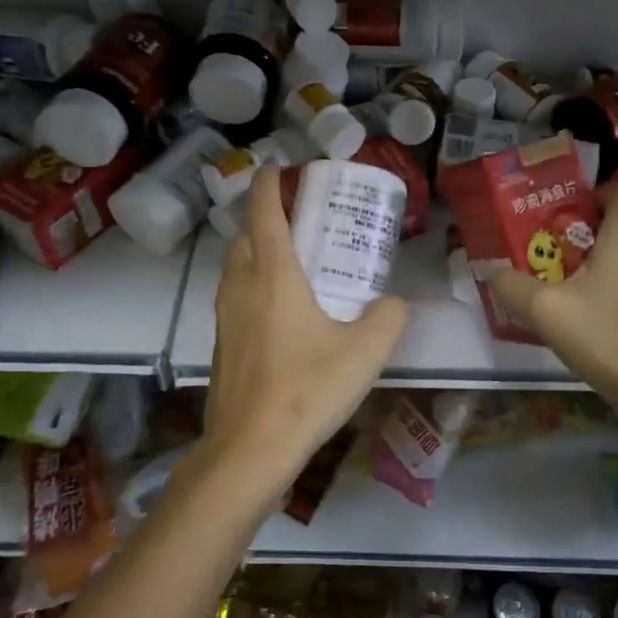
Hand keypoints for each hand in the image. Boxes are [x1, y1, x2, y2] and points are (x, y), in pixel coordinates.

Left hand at [203, 166, 409, 484]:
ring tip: (288, 258)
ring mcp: (225, 317)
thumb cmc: (307, 390)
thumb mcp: (365, 352)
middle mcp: (241, 287)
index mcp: (272, 276)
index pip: (263, 212)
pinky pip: (234, 296)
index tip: (277, 167)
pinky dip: (251, 283)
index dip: (267, 184)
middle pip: (244, 236)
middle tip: (295, 216)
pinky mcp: (222, 344)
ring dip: (255, 250)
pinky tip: (279, 310)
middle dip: (263, 216)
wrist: (250, 450)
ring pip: (235, 266)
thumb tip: (394, 304)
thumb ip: (388, 318)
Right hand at [489, 182, 617, 432]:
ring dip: (606, 255)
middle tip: (557, 248)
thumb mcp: (546, 311)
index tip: (568, 214)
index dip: (598, 193)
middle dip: (592, 226)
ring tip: (571, 281)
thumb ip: (512, 287)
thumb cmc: (608, 338)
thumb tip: (493, 272)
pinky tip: (596, 311)